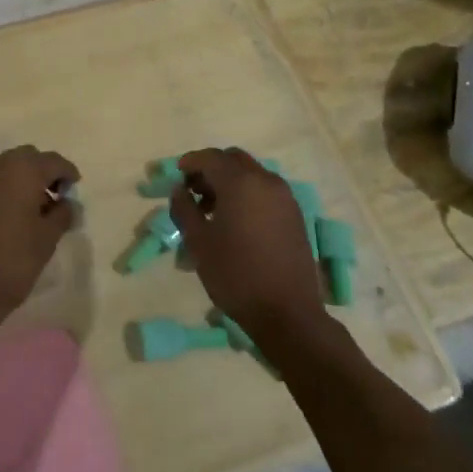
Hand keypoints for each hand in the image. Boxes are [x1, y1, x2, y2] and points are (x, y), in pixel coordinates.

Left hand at [0, 145, 79, 328]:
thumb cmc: (13, 260)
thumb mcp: (48, 238)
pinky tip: (11, 214)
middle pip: (28, 158)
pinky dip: (4, 188)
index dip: (68, 174)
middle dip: (44, 173)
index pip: (53, 161)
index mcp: (22, 170)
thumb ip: (62, 213)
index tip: (75, 191)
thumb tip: (67, 203)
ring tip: (33, 209)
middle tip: (55, 199)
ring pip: (7, 167)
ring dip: (22, 180)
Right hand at [171, 147, 328, 343]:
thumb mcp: (198, 242)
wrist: (287, 313)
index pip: (211, 157)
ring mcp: (285, 198)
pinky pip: (266, 190)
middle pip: (234, 159)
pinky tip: (235, 220)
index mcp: (241, 183)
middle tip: (193, 190)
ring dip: (230, 181)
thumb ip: (184, 209)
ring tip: (212, 209)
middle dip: (211, 168)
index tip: (176, 175)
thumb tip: (179, 190)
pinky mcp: (295, 215)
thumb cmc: (236, 275)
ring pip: (252, 174)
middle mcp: (266, 182)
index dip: (190, 162)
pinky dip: (247, 193)